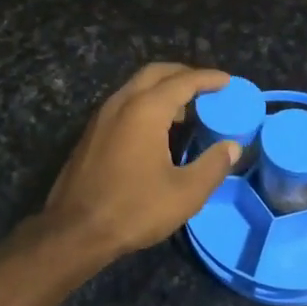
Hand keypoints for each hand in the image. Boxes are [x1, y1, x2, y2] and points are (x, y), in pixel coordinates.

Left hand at [44, 64, 240, 259]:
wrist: (74, 231)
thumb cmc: (133, 209)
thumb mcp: (185, 193)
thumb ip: (213, 166)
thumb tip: (232, 146)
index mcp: (146, 109)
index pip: (183, 81)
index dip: (208, 78)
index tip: (227, 81)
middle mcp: (122, 102)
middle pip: (156, 73)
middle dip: (183, 74)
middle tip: (207, 87)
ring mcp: (102, 116)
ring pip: (136, 86)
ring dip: (162, 88)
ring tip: (186, 109)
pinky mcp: (91, 133)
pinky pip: (124, 103)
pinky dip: (146, 103)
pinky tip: (157, 129)